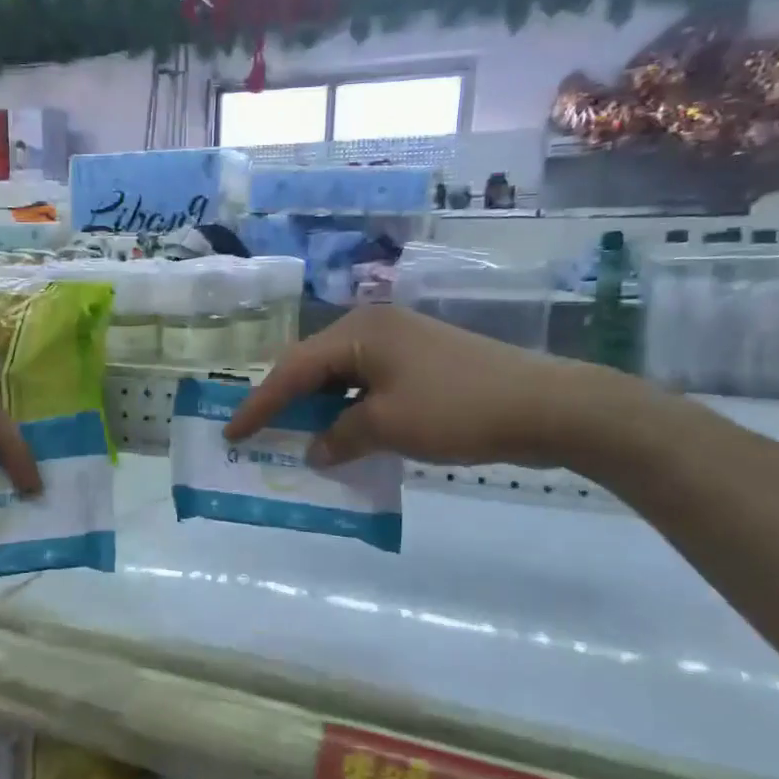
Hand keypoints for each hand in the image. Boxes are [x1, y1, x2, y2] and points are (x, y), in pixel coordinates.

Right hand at [224, 305, 625, 468]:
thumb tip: (314, 449)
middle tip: (259, 432)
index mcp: (359, 333)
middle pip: (313, 367)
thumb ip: (340, 437)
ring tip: (296, 438)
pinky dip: (351, 411)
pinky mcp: (423, 364)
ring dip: (320, 409)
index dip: (259, 405)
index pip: (293, 370)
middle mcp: (374, 329)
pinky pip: (370, 386)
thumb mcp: (388, 426)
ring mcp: (402, 344)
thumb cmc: (457, 409)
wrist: (547, 406)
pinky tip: (345, 436)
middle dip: (286, 402)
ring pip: (342, 377)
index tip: (231, 432)